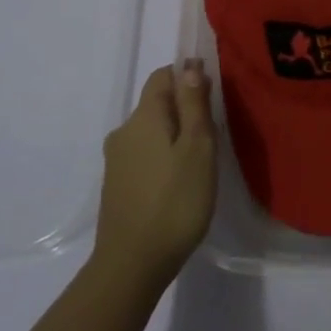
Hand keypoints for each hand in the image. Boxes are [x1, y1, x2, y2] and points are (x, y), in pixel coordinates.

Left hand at [95, 62, 216, 289]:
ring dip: (174, 135)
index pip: (163, 76)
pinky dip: (163, 157)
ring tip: (200, 160)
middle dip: (184, 109)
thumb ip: (194, 105)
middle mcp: (124, 132)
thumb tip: (189, 66)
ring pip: (151, 132)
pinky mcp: (116, 185)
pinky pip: (144, 155)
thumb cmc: (175, 201)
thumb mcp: (198, 148)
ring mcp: (116, 160)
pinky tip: (179, 181)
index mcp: (144, 117)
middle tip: (214, 133)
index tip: (213, 96)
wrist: (132, 264)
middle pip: (156, 104)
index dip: (188, 76)